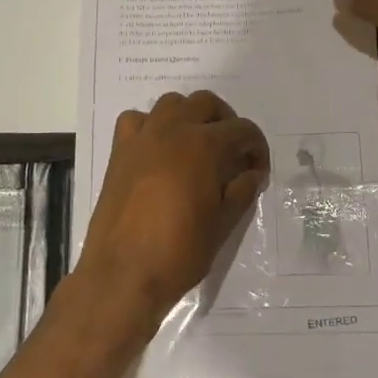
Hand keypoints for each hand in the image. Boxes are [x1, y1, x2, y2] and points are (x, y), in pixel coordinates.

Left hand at [79, 91, 270, 329]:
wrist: (123, 274)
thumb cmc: (180, 251)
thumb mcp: (222, 224)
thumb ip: (242, 191)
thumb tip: (253, 174)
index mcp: (204, 145)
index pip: (242, 130)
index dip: (257, 148)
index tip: (258, 171)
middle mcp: (173, 129)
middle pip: (206, 103)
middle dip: (226, 121)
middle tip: (232, 152)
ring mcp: (143, 137)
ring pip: (171, 103)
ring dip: (189, 116)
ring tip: (197, 145)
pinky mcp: (119, 151)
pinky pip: (136, 120)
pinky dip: (151, 125)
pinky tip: (157, 148)